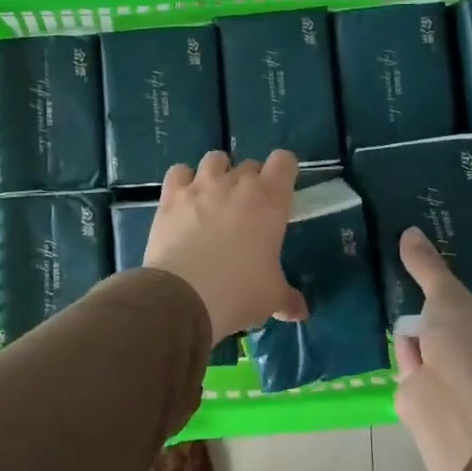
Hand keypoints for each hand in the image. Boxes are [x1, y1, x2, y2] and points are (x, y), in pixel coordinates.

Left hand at [146, 150, 308, 344]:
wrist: (185, 295)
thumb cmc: (240, 291)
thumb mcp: (272, 297)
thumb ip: (287, 298)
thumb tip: (300, 311)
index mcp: (270, 200)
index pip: (284, 161)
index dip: (284, 171)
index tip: (281, 189)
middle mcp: (237, 183)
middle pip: (250, 164)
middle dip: (251, 181)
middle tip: (248, 210)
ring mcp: (201, 185)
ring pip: (214, 159)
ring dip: (218, 173)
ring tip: (215, 197)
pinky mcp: (171, 195)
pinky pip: (179, 172)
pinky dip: (183, 181)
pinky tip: (185, 200)